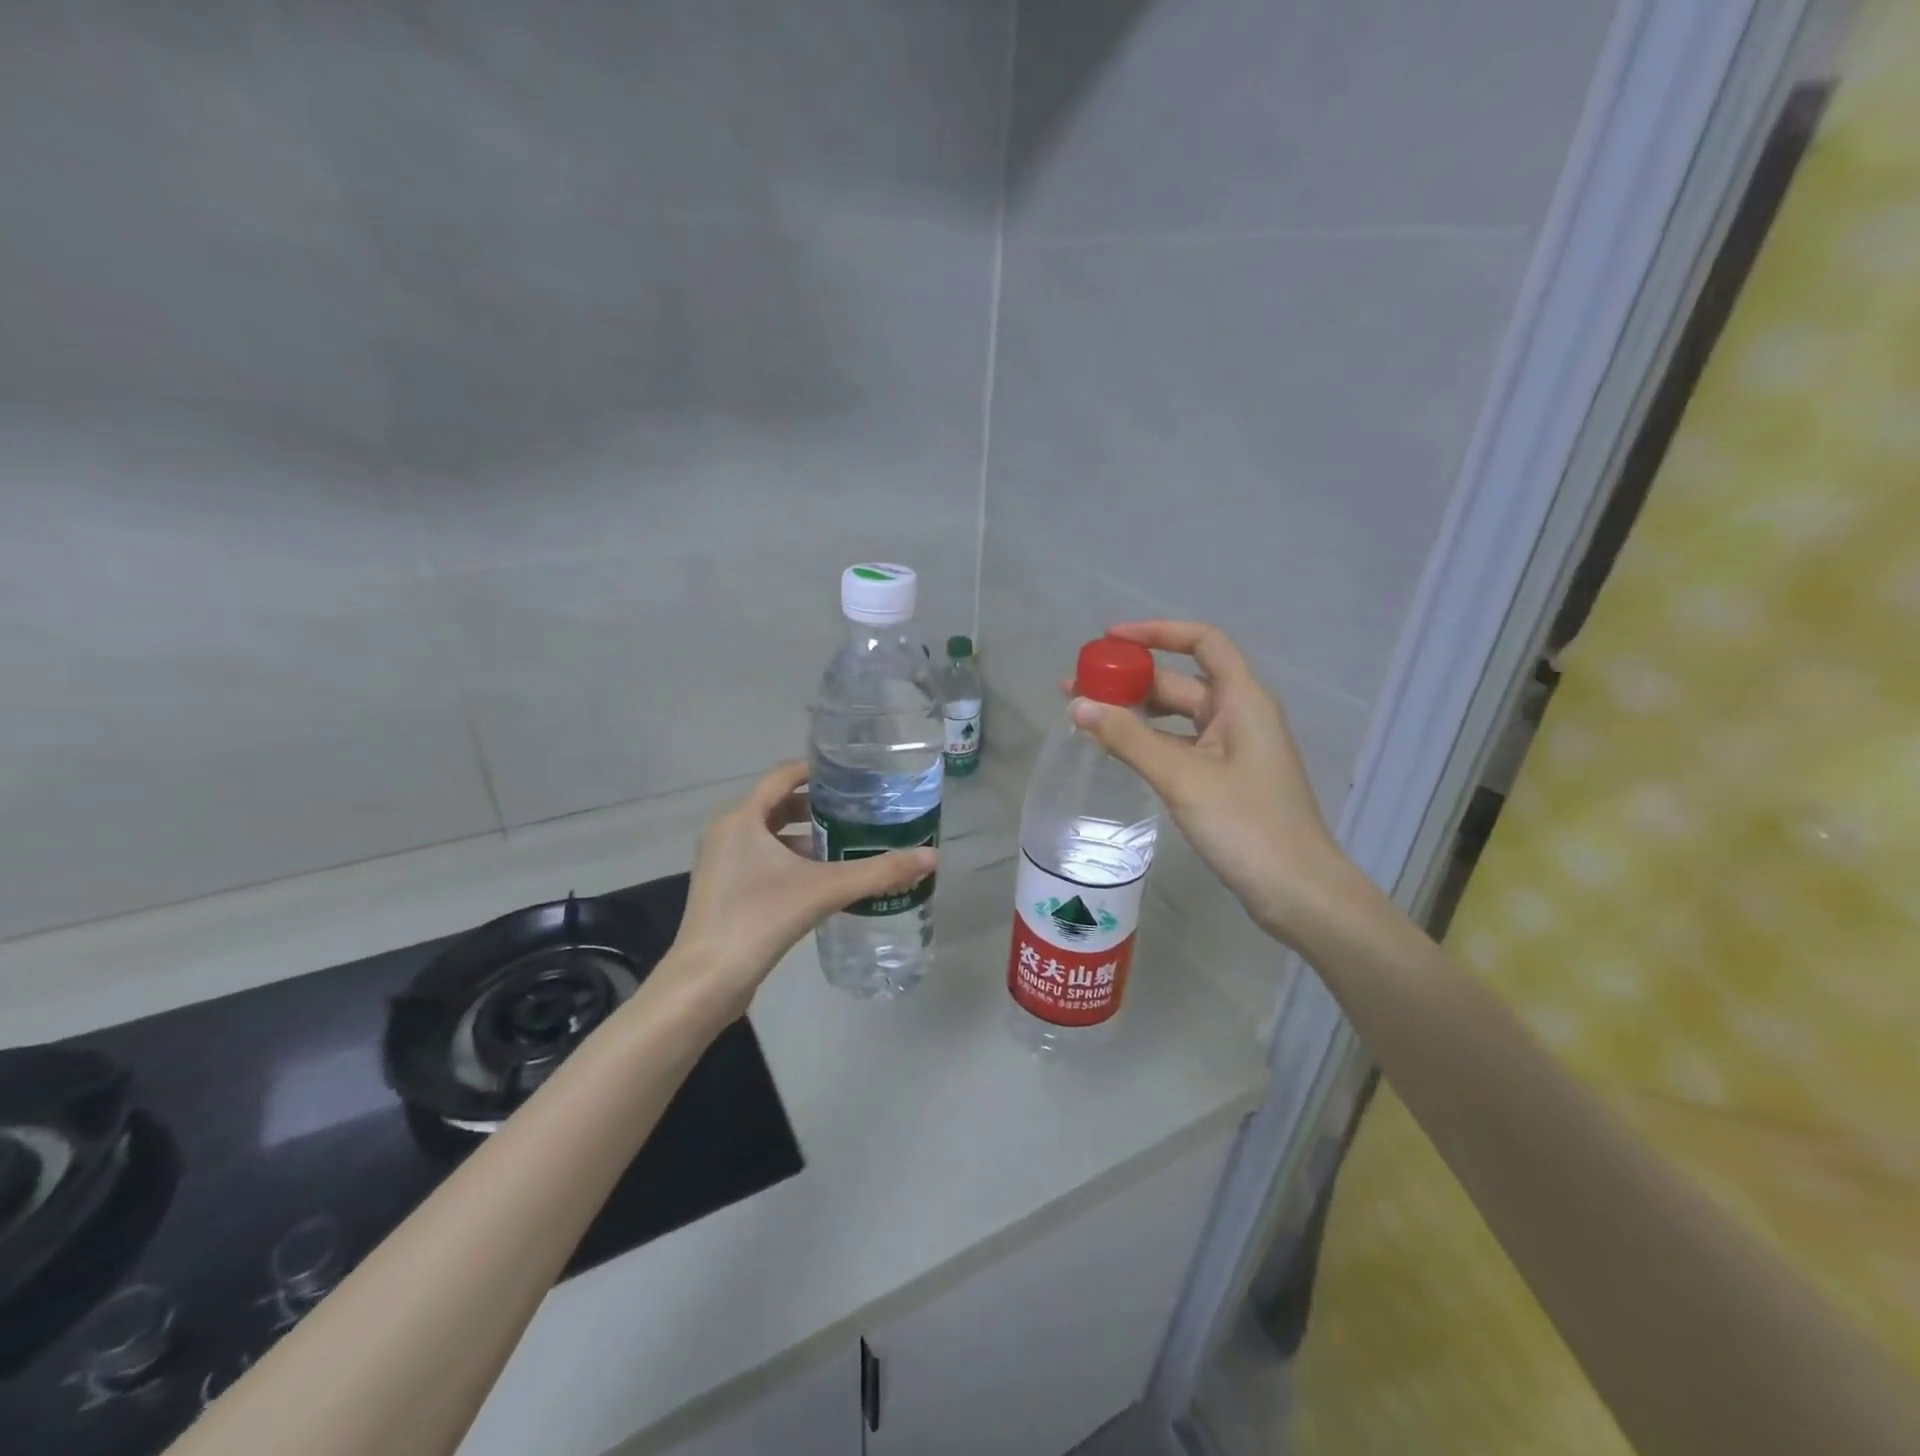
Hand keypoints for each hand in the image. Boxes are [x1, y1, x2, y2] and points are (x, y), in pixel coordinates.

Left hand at [665, 762, 937, 1011]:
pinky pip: (761, 859)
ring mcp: (721, 862)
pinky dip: (790, 860)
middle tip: (858, 812)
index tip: (854, 776)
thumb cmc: (760, 919)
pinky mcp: (723, 889)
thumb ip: (879, 872)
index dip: (818, 771)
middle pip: (778, 804)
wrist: (706, 980)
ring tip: (846, 844)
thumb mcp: (825, 890)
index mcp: (742, 818)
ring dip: (805, 836)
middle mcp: (727, 832)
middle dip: (818, 807)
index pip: (783, 775)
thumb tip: (932, 857)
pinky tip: (820, 880)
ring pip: (769, 835)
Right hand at [1065, 621, 1356, 948]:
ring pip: (1177, 717)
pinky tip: (1116, 750)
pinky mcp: (1224, 779)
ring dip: (1134, 713)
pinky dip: (1148, 742)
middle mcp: (1239, 716)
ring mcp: (1232, 750)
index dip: (1157, 632)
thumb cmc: (1246, 825)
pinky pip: (1179, 746)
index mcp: (1242, 700)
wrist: (1296, 891)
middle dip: (1130, 680)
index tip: (1109, 640)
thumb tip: (1078, 705)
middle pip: (1181, 681)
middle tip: (1076, 687)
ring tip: (1085, 717)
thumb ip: (1128, 739)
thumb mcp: (1182, 778)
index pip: (1203, 642)